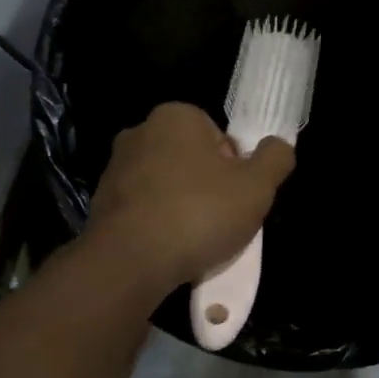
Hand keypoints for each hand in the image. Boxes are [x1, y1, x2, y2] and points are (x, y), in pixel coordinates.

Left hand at [86, 103, 295, 291]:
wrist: (129, 261)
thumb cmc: (198, 213)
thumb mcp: (256, 186)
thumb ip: (275, 158)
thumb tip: (278, 146)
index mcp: (175, 116)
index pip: (218, 136)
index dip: (235, 167)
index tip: (237, 196)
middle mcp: (139, 132)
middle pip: (190, 159)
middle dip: (207, 186)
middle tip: (221, 220)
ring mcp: (115, 168)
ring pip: (165, 186)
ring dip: (181, 207)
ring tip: (195, 240)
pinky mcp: (100, 203)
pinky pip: (142, 210)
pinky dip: (157, 225)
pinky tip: (168, 250)